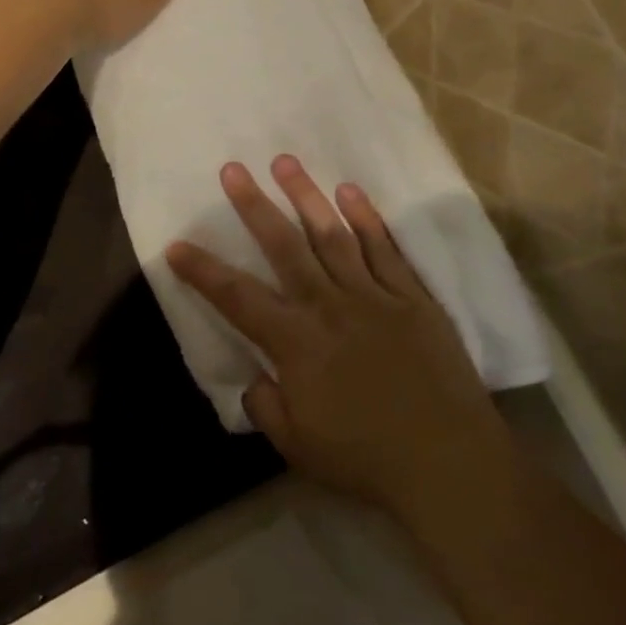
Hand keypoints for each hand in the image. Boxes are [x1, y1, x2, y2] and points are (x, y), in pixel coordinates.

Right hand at [166, 156, 508, 515]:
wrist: (449, 462)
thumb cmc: (366, 458)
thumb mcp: (297, 446)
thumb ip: (265, 405)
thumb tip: (253, 376)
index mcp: (295, 342)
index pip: (236, 297)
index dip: (202, 271)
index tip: (176, 245)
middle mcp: (328, 306)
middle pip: (284, 247)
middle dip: (254, 206)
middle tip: (233, 170)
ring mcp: (373, 296)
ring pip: (332, 235)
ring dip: (306, 196)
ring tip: (285, 162)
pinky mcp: (412, 297)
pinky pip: (385, 249)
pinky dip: (367, 219)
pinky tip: (349, 192)